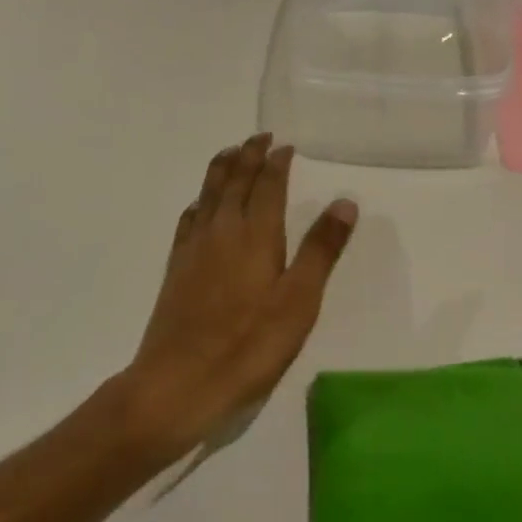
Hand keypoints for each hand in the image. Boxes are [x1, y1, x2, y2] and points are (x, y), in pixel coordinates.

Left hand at [121, 133, 357, 457]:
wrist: (178, 384)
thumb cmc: (249, 345)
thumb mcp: (299, 301)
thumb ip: (321, 250)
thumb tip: (344, 202)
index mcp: (256, 234)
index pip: (267, 184)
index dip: (277, 162)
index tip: (285, 145)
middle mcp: (222, 230)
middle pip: (235, 180)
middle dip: (249, 154)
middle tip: (260, 137)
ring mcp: (195, 248)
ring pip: (208, 192)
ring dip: (222, 168)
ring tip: (232, 153)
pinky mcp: (176, 268)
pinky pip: (189, 218)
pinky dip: (200, 199)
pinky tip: (201, 205)